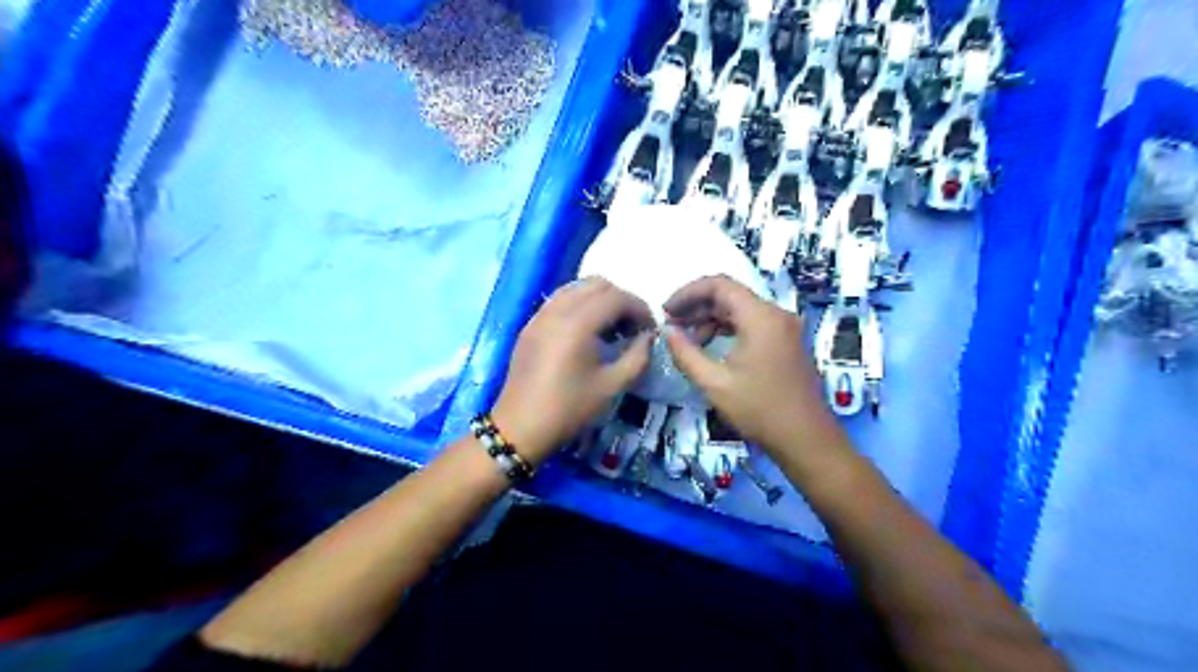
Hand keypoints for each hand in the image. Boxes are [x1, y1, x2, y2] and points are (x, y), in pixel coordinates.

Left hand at [492, 275, 653, 460]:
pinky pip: (560, 300)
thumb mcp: (612, 386)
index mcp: (578, 323)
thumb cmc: (569, 408)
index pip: (617, 297)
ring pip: (577, 288)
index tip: (650, 330)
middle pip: (597, 284)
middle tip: (631, 328)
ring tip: (610, 329)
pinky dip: (580, 305)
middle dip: (621, 300)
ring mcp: (540, 314)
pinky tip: (586, 333)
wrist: (520, 427)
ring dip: (599, 300)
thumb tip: (649, 337)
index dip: (640, 309)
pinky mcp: (530, 324)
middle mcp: (557, 309)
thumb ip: (638, 356)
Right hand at [659, 276, 846, 464]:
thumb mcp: (714, 383)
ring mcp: (785, 327)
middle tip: (671, 325)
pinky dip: (729, 330)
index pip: (719, 285)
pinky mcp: (787, 341)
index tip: (666, 311)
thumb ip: (685, 353)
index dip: (688, 293)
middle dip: (697, 307)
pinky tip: (711, 348)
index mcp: (761, 317)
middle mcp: (776, 314)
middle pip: (730, 295)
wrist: (806, 439)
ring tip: (687, 341)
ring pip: (741, 310)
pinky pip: (753, 324)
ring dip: (711, 319)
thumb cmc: (759, 409)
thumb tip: (667, 332)